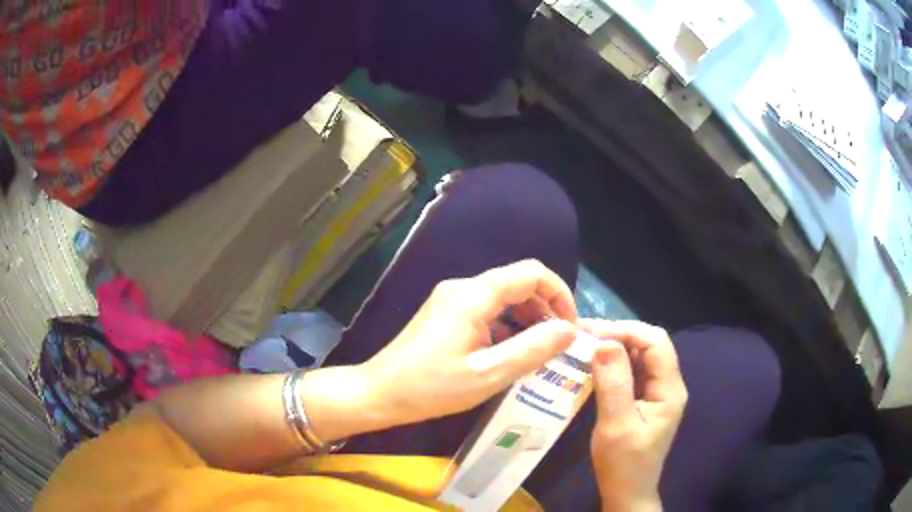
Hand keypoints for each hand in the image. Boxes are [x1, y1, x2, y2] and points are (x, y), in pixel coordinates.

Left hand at [362, 260, 577, 427]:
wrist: (380, 393)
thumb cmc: (432, 388)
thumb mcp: (489, 374)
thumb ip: (533, 349)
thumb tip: (570, 330)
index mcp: (475, 295)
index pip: (532, 273)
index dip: (559, 295)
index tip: (570, 328)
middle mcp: (464, 287)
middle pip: (518, 282)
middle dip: (545, 309)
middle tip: (558, 344)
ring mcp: (452, 298)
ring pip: (503, 297)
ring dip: (527, 318)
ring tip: (539, 352)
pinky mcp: (446, 313)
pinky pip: (486, 309)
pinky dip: (507, 325)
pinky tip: (510, 352)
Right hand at [583, 320, 686, 511]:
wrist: (627, 492)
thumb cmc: (623, 464)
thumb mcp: (616, 426)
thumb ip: (613, 384)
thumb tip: (603, 342)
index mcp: (670, 389)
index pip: (655, 342)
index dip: (626, 331)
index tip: (592, 334)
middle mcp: (668, 384)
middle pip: (649, 345)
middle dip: (618, 335)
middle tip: (583, 336)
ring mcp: (657, 392)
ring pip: (639, 356)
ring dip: (614, 348)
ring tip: (584, 345)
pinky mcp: (645, 400)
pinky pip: (632, 372)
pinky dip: (613, 364)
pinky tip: (592, 365)